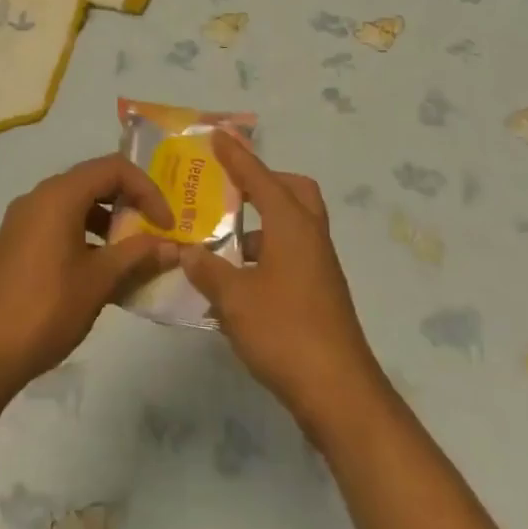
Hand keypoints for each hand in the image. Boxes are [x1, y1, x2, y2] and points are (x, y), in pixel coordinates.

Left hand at [0, 155, 177, 400]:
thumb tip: (175, 246)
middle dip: (129, 203)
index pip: (114, 168)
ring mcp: (23, 220)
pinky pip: (58, 224)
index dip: (147, 190)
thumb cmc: (45, 309)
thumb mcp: (99, 281)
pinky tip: (98, 272)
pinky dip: (85, 236)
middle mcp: (39, 196)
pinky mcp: (15, 243)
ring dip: (108, 222)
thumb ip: (138, 256)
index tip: (166, 224)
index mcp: (59, 195)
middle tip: (153, 233)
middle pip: (94, 181)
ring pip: (76, 204)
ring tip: (130, 256)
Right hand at [180, 135, 386, 439]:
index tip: (217, 135)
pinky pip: (292, 253)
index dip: (237, 156)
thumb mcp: (234, 299)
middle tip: (231, 187)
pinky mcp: (320, 293)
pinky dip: (267, 252)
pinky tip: (238, 279)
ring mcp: (320, 267)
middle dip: (264, 181)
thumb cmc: (285, 333)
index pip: (260, 178)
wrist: (339, 393)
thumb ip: (207, 270)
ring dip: (263, 222)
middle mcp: (310, 237)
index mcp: (292, 226)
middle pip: (294, 191)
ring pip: (293, 224)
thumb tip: (188, 251)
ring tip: (222, 238)